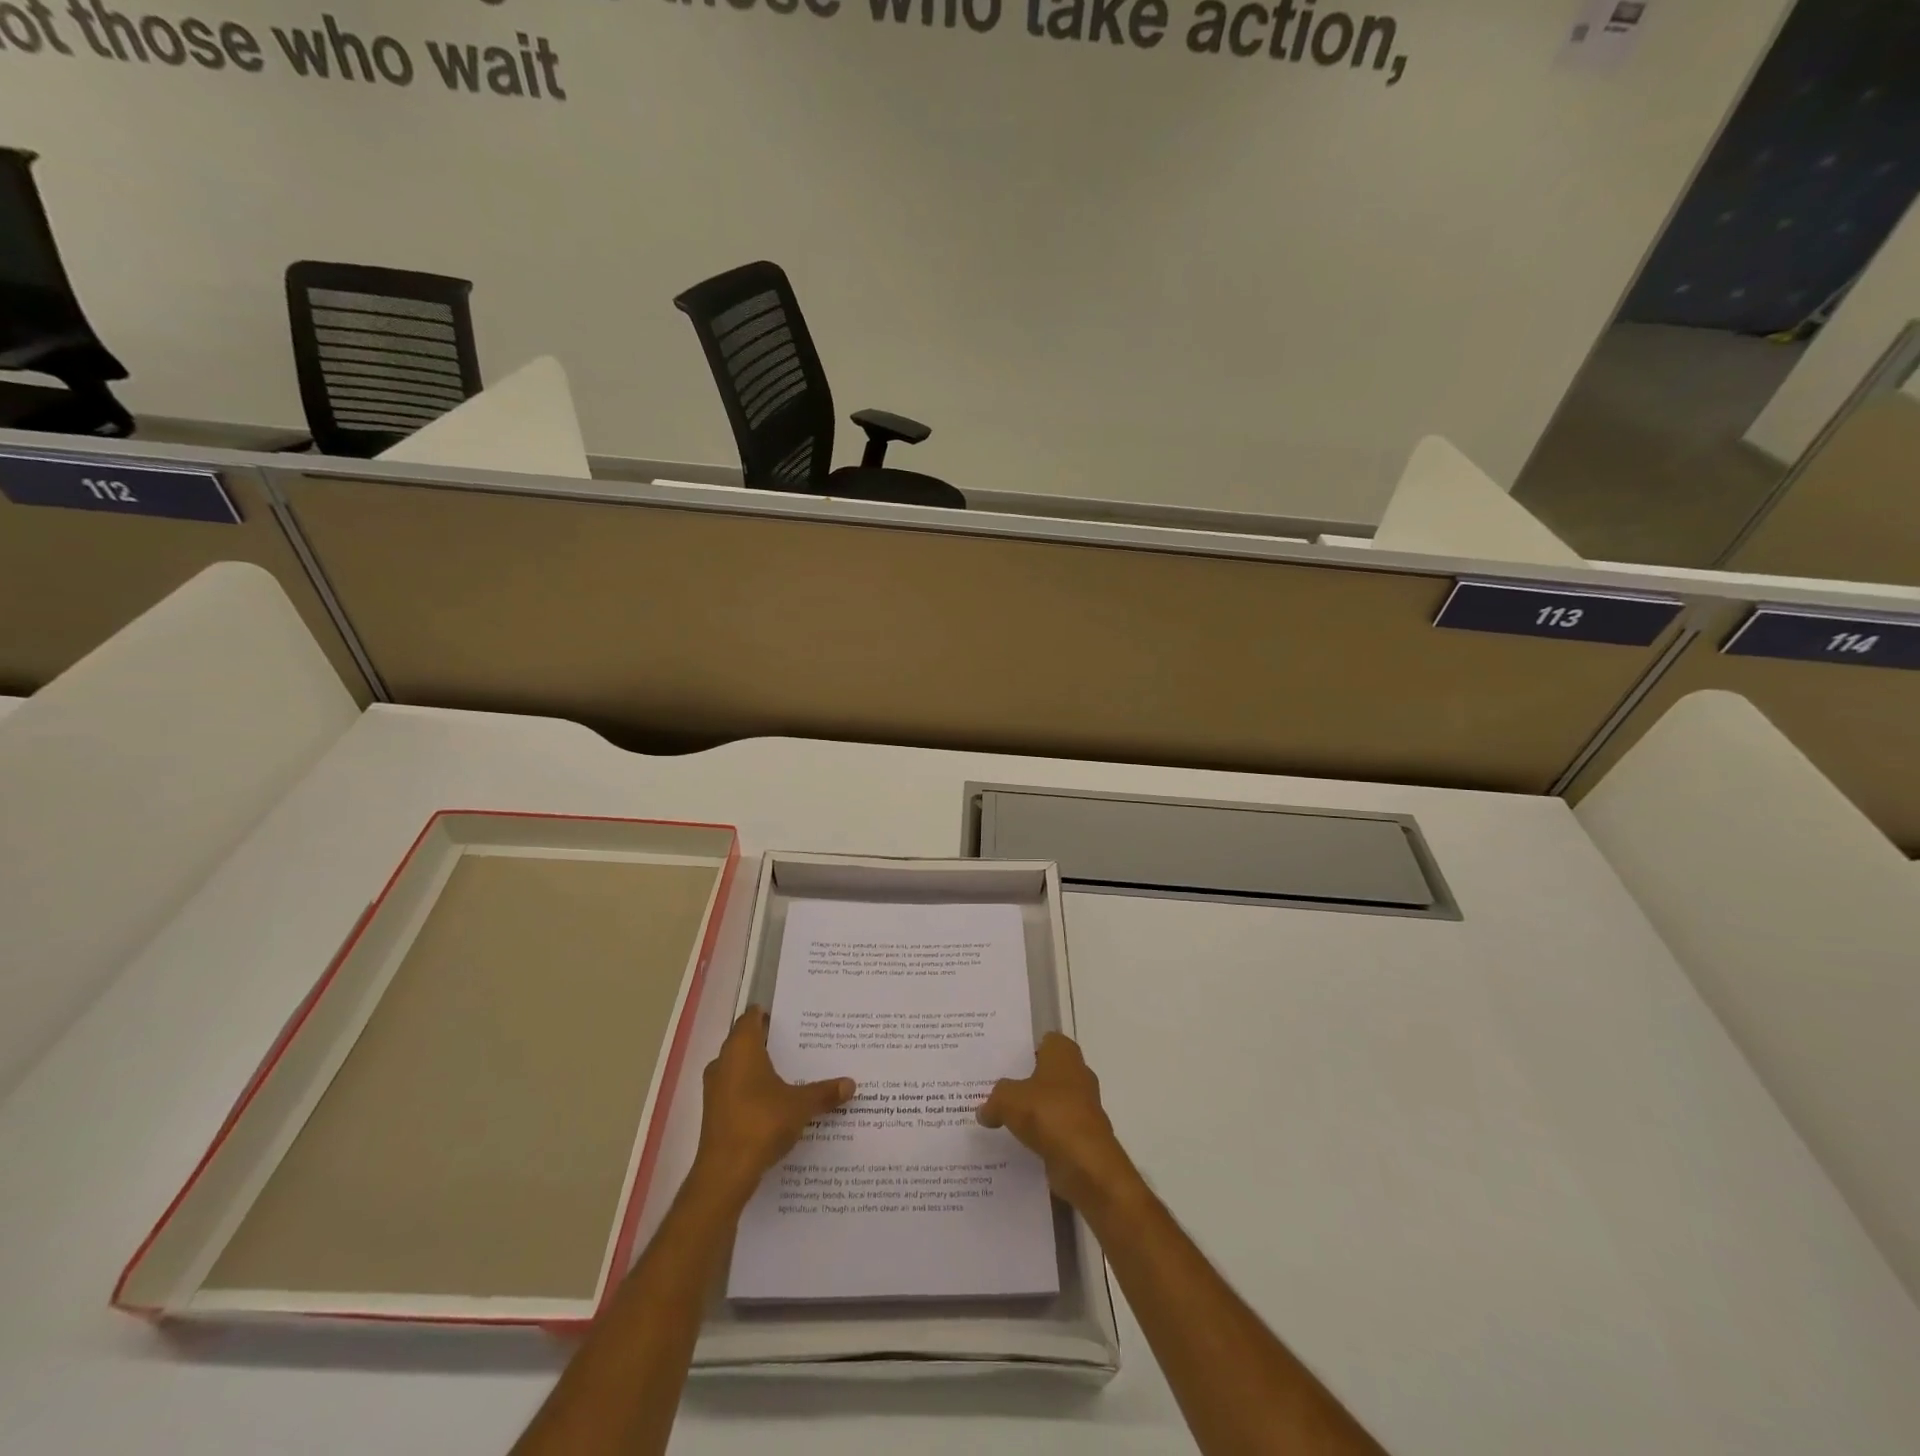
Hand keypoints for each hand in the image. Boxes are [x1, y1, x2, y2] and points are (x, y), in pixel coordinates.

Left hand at [690, 1007, 854, 1205]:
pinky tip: (776, 1101)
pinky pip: (736, 1090)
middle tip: (799, 1042)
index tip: (789, 1016)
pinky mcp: (715, 1113)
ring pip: (740, 1068)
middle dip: (769, 1042)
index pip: (751, 1018)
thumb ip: (824, 1092)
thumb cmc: (762, 1123)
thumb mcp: (800, 1105)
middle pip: (745, 1042)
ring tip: (791, 1071)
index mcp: (741, 1049)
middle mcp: (723, 1062)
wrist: (725, 1173)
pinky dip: (753, 1090)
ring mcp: (715, 1089)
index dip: (767, 1014)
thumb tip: (851, 1084)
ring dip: (760, 1068)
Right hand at [978, 1033, 1138, 1211]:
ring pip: (1053, 1102)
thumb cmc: (1048, 1114)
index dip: (1027, 1049)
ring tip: (1004, 1118)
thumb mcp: (1008, 1099)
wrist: (1085, 1162)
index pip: (1046, 1041)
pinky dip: (1043, 1135)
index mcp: (1064, 1054)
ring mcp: (1084, 1106)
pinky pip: (1057, 1129)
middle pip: (1049, 1072)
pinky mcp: (1084, 1135)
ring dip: (1035, 1111)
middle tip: (998, 1089)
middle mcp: (1078, 1074)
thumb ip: (994, 1100)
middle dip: (1028, 1081)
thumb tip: (984, 1110)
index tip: (1005, 1060)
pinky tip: (1019, 1143)